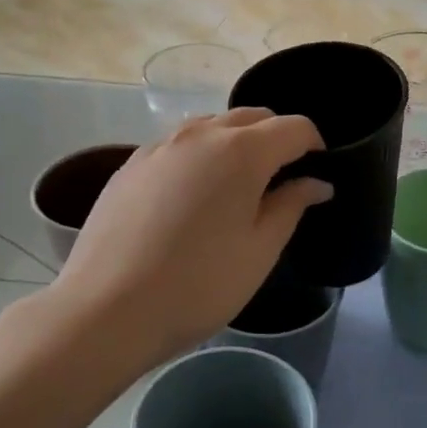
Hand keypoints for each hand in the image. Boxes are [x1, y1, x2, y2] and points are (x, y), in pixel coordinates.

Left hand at [51, 109, 330, 364]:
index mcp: (241, 151)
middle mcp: (200, 134)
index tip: (318, 172)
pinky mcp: (130, 166)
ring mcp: (159, 147)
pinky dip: (199, 158)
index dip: (315, 145)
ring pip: (210, 127)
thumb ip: (291, 206)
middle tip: (282, 180)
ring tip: (237, 188)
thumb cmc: (199, 285)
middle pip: (251, 117)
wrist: (108, 309)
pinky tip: (191, 199)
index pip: (294, 127)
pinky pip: (177, 147)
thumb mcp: (260, 251)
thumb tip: (316, 183)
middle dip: (275, 138)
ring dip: (235, 143)